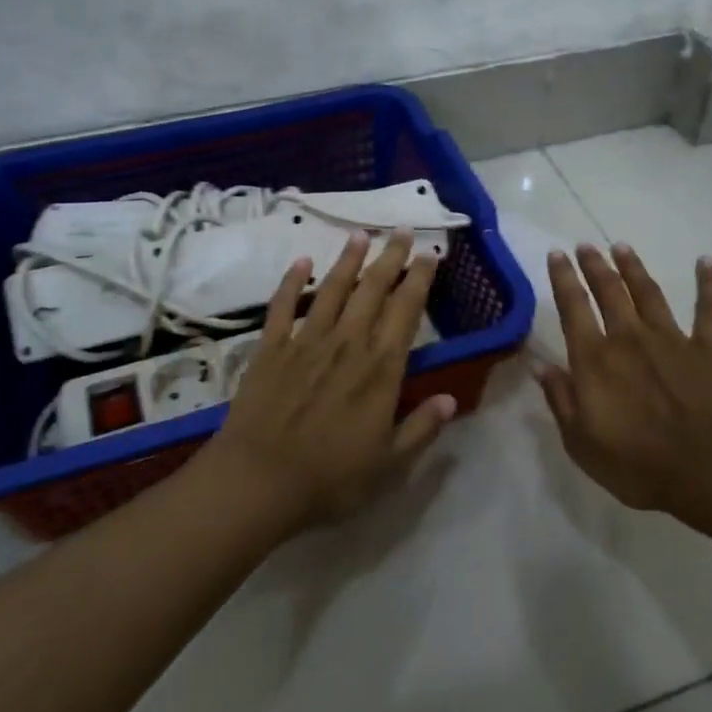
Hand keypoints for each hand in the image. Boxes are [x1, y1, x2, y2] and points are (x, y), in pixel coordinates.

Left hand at [209, 229, 456, 531]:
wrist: (259, 481)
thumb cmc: (330, 477)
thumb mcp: (389, 464)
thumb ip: (421, 428)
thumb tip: (452, 399)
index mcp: (380, 368)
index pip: (406, 311)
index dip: (419, 279)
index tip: (429, 254)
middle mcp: (348, 343)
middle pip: (373, 289)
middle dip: (390, 257)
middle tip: (402, 230)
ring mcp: (307, 341)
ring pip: (333, 289)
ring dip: (348, 259)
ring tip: (360, 234)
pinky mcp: (272, 347)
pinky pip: (283, 306)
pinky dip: (292, 282)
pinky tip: (301, 262)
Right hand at [538, 243, 711, 521]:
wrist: (706, 471)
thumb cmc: (635, 463)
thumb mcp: (580, 441)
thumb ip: (560, 400)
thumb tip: (541, 367)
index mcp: (594, 358)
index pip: (573, 307)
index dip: (563, 278)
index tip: (557, 254)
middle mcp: (628, 337)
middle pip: (609, 290)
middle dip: (594, 265)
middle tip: (586, 246)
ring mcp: (670, 339)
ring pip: (648, 292)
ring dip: (633, 267)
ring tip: (622, 247)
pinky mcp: (706, 350)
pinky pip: (708, 311)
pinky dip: (708, 284)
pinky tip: (706, 261)